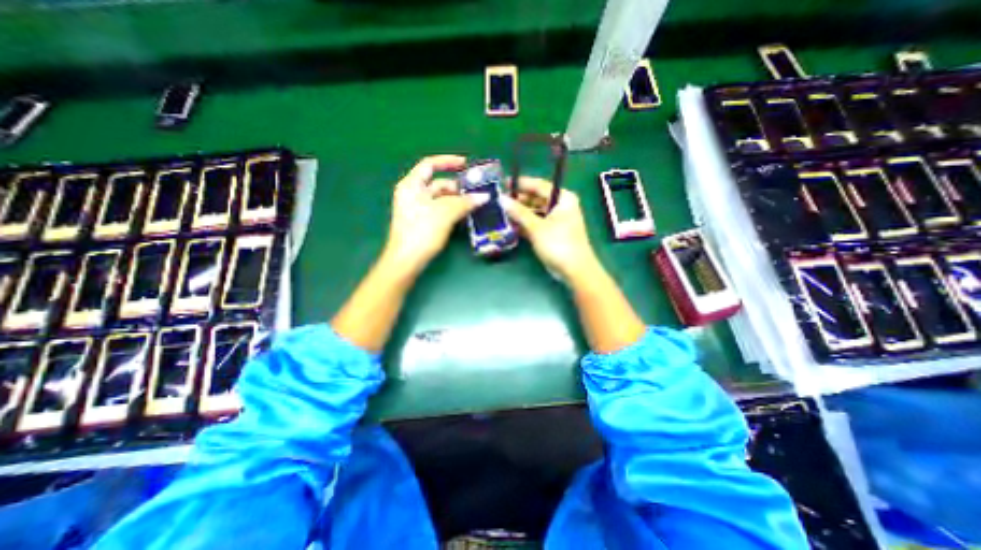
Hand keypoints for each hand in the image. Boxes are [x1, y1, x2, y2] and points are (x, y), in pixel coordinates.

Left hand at [386, 154, 488, 271]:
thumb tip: (484, 196)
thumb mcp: (444, 213)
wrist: (407, 261)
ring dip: (458, 200)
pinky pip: (441, 210)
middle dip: (458, 187)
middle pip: (438, 183)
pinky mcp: (423, 222)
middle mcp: (413, 194)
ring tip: (476, 204)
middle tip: (477, 191)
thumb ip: (464, 202)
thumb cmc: (422, 232)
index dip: (448, 162)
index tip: (466, 165)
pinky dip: (453, 210)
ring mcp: (418, 209)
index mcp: (411, 185)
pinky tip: (466, 214)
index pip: (430, 165)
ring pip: (441, 198)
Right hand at [500, 176, 596, 277]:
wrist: (574, 270)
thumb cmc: (559, 244)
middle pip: (536, 198)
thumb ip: (519, 212)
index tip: (503, 183)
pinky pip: (536, 223)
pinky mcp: (551, 232)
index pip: (539, 185)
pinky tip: (510, 225)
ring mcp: (556, 220)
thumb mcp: (537, 227)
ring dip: (520, 213)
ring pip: (535, 211)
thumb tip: (501, 199)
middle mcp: (560, 206)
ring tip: (501, 212)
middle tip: (499, 201)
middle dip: (518, 200)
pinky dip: (525, 224)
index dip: (520, 184)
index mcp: (563, 198)